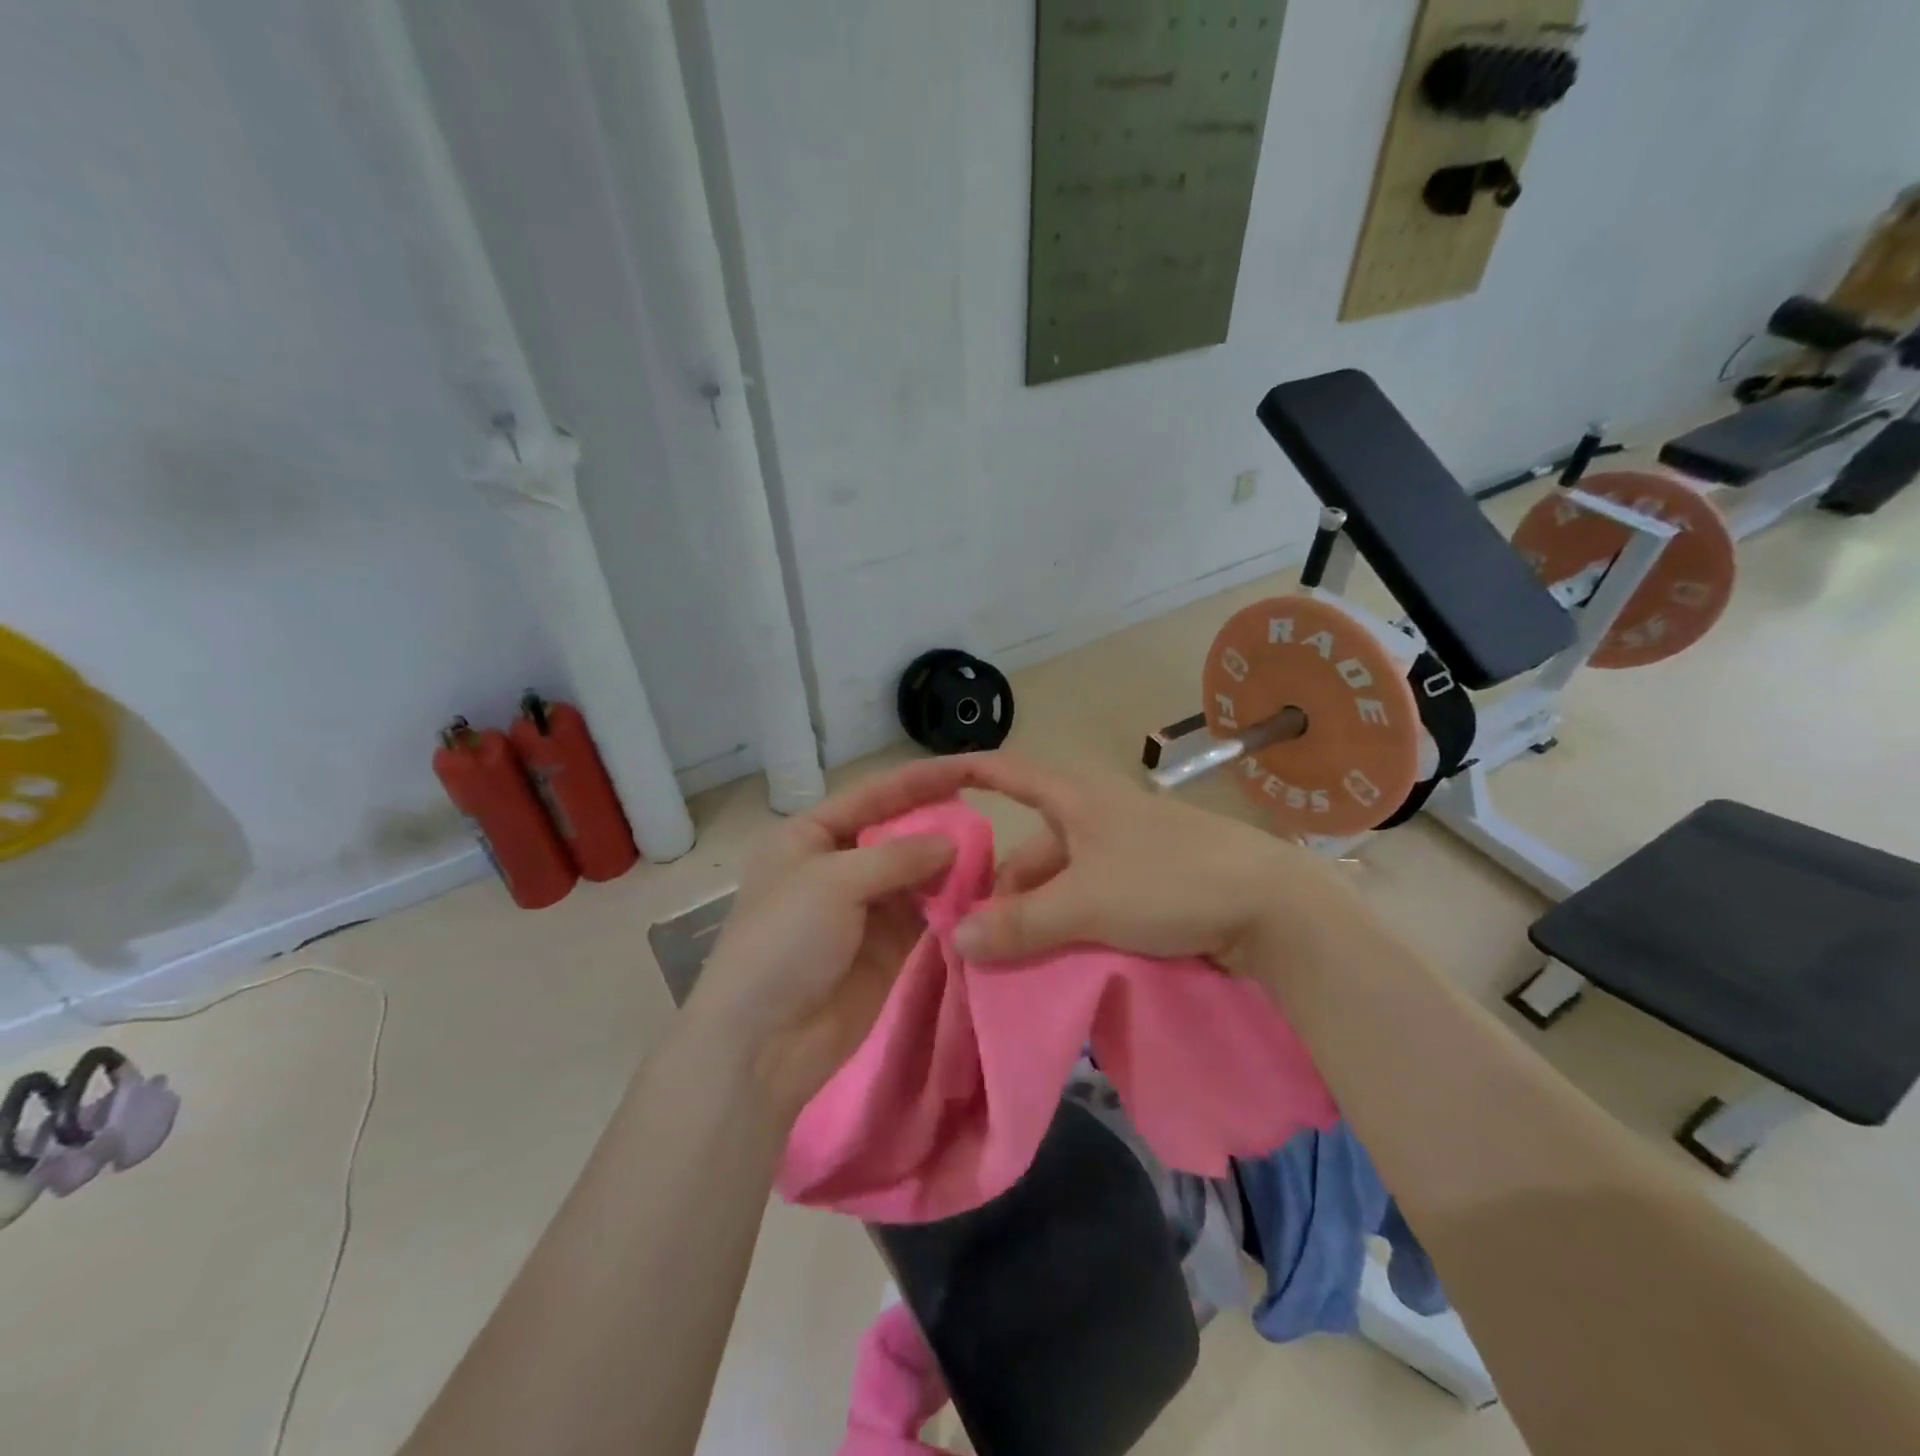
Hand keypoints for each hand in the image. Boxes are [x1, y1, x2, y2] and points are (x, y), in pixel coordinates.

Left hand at [685, 761, 972, 1119]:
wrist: (763, 1044)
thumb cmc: (784, 942)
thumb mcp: (833, 883)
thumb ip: (897, 856)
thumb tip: (952, 842)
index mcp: (808, 836)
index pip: (872, 796)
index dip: (919, 779)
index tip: (969, 766)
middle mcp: (837, 865)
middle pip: (896, 832)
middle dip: (937, 823)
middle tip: (986, 816)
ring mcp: (863, 908)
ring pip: (915, 873)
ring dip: (948, 864)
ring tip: (990, 852)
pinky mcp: (887, 946)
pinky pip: (924, 913)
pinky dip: (949, 901)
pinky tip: (979, 890)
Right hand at [945, 755, 1375, 984]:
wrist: (1273, 905)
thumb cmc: (1169, 882)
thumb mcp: (1086, 903)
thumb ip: (1021, 923)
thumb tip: (957, 939)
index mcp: (1076, 798)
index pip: (1007, 772)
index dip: (965, 773)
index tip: (926, 787)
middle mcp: (1096, 814)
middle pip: (1032, 844)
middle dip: (1004, 887)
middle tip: (982, 937)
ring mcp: (1126, 848)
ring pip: (1063, 877)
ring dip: (1039, 912)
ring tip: (1020, 957)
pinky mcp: (1151, 879)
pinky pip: (1093, 895)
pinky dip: (1072, 921)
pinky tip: (1064, 954)